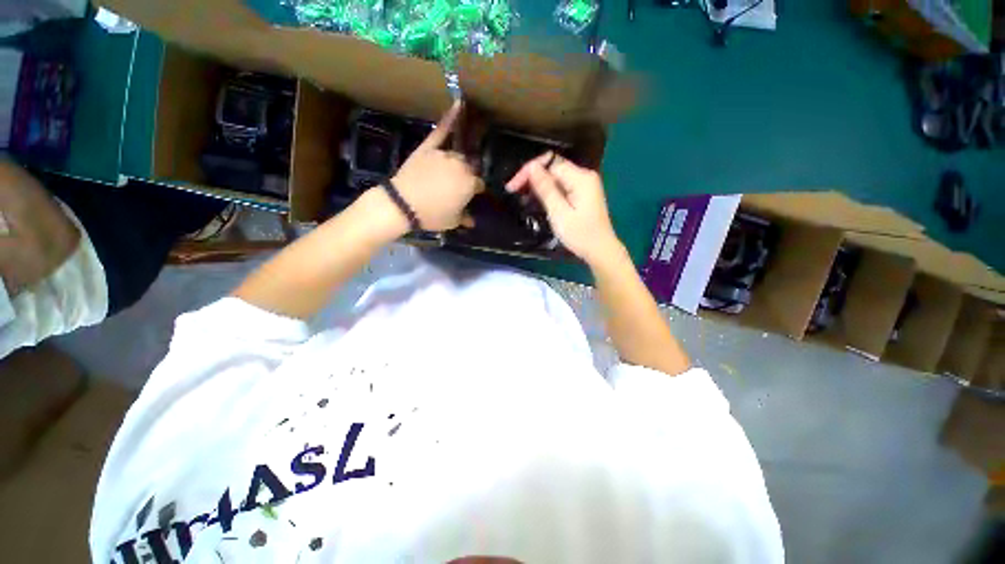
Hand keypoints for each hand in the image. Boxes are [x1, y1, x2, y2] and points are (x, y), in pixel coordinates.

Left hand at [389, 102, 478, 231]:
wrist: (403, 204)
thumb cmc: (432, 215)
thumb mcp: (452, 221)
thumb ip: (465, 217)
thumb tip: (472, 221)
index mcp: (470, 183)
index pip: (479, 184)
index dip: (474, 191)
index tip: (469, 197)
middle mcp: (460, 165)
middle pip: (469, 168)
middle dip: (466, 177)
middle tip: (457, 187)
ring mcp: (444, 154)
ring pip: (456, 156)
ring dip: (456, 163)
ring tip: (451, 171)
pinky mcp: (429, 147)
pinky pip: (441, 131)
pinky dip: (449, 118)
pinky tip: (459, 103)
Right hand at [506, 153, 622, 265]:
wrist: (600, 250)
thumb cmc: (580, 234)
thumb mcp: (559, 212)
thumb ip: (546, 189)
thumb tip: (532, 167)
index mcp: (580, 177)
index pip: (550, 163)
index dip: (529, 171)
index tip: (513, 186)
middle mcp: (583, 176)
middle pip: (552, 167)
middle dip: (531, 177)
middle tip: (513, 191)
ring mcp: (584, 185)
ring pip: (555, 177)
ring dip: (538, 185)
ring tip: (521, 197)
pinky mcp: (582, 194)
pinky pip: (561, 186)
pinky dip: (547, 191)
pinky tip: (536, 200)